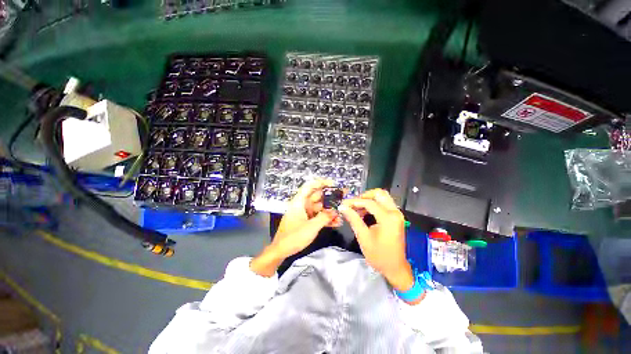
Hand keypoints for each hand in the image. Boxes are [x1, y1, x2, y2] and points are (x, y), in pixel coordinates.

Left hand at [250, 180, 340, 276]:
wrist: (281, 251)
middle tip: (343, 197)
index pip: (309, 186)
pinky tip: (337, 222)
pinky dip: (326, 219)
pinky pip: (318, 217)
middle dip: (330, 197)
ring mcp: (304, 214)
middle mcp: (302, 205)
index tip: (333, 184)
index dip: (321, 182)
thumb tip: (335, 211)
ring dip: (330, 210)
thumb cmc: (293, 237)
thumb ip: (324, 217)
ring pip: (319, 208)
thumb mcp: (311, 227)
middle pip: (317, 197)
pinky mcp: (306, 222)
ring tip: (342, 212)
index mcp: (299, 202)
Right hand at [338, 189, 414, 292]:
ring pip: (382, 197)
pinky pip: (384, 204)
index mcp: (388, 218)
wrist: (395, 268)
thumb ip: (353, 219)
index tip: (343, 204)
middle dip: (364, 196)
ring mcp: (397, 214)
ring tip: (356, 208)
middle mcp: (395, 212)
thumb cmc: (378, 255)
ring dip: (369, 200)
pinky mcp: (396, 217)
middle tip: (353, 204)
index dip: (354, 202)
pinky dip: (373, 204)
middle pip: (379, 193)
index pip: (369, 202)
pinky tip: (364, 212)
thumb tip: (342, 207)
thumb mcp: (363, 237)